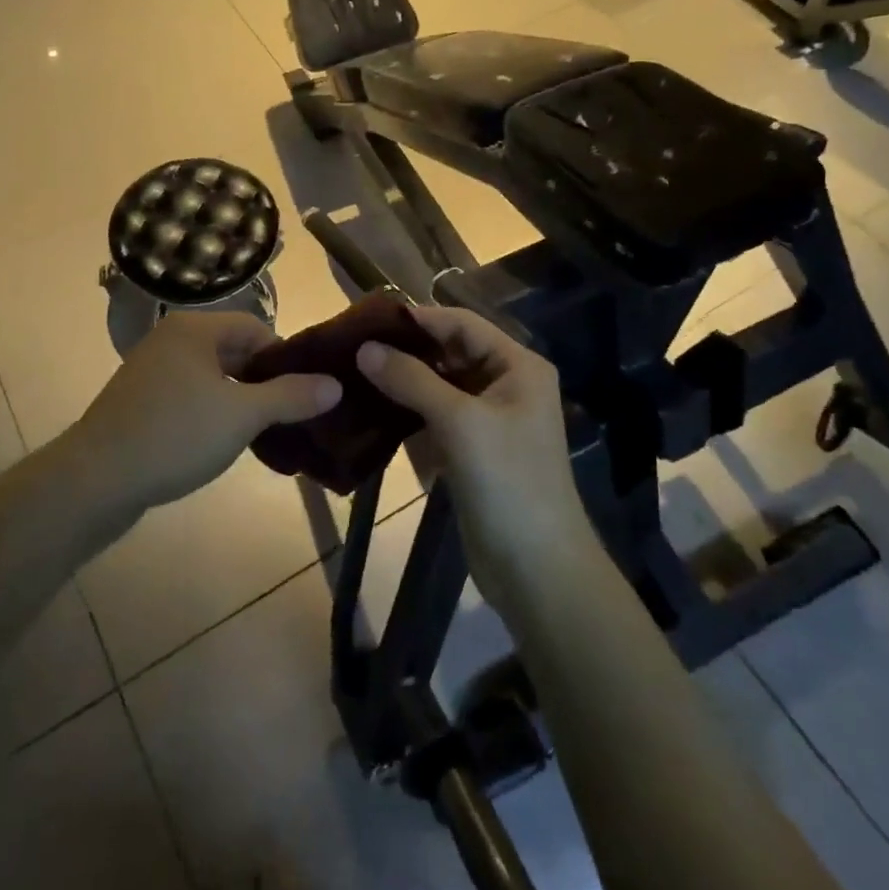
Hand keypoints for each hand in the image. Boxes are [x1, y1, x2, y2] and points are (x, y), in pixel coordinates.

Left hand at [72, 313, 340, 511]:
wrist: (95, 480)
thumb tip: (335, 384)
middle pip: (234, 351)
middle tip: (288, 416)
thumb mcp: (243, 415)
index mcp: (195, 329)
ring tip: (261, 433)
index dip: (284, 358)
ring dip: (239, 401)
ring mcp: (152, 371)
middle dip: (263, 382)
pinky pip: (190, 397)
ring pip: (212, 378)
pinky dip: (211, 414)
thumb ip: (291, 396)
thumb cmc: (175, 434)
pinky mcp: (140, 402)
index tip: (302, 392)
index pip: (255, 328)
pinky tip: (221, 444)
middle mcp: (171, 340)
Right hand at [356, 307, 595, 598]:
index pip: (462, 324)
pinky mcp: (471, 450)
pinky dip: (407, 414)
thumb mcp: (460, 422)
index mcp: (517, 366)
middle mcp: (505, 385)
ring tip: (353, 375)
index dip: (418, 319)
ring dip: (402, 382)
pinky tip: (370, 412)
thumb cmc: (507, 482)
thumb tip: (364, 347)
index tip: (367, 320)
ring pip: (439, 386)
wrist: (536, 569)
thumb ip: (411, 380)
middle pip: (450, 353)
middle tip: (352, 348)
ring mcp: (488, 420)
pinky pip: (435, 418)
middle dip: (406, 351)